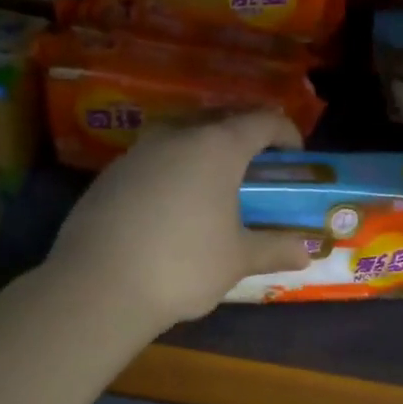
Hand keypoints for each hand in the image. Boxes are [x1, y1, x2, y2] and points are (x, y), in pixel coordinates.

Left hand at [47, 111, 313, 333]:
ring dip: (205, 147)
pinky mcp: (111, 173)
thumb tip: (304, 253)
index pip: (262, 121)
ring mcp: (139, 151)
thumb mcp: (237, 259)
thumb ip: (273, 249)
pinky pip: (154, 157)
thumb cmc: (183, 265)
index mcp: (217, 147)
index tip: (295, 155)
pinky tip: (174, 202)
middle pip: (220, 117)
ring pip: (182, 133)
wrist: (98, 286)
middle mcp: (177, 135)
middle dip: (245, 134)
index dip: (285, 133)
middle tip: (259, 164)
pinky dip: (174, 167)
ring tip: (216, 181)